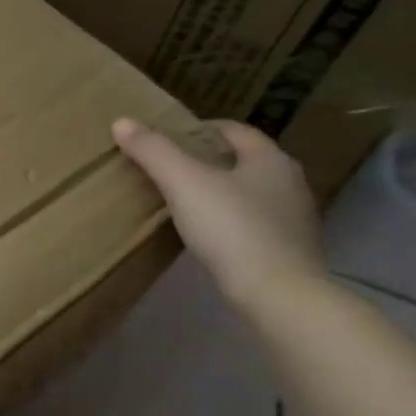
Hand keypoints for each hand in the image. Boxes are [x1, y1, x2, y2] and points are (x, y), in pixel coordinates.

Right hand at [112, 118, 326, 310]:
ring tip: (182, 201)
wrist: (278, 294)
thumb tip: (121, 121)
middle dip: (207, 160)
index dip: (198, 129)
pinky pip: (252, 223)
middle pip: (242, 160)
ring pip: (249, 192)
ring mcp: (293, 218)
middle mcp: (289, 182)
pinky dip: (229, 220)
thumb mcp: (184, 183)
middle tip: (168, 168)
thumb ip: (153, 151)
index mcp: (270, 159)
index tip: (166, 138)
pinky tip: (206, 234)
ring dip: (219, 191)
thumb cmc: (232, 228)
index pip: (233, 130)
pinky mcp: (288, 250)